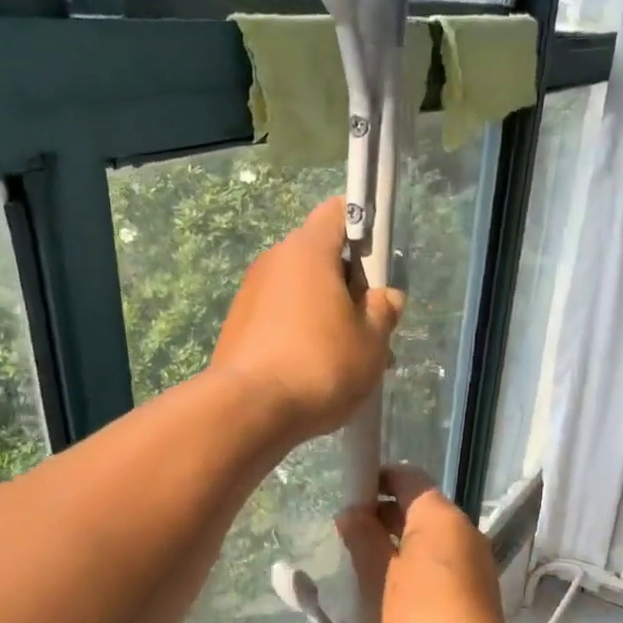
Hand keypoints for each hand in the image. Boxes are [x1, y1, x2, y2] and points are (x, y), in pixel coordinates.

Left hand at [211, 198, 403, 444]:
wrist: (249, 410)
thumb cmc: (320, 365)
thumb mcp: (371, 342)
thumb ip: (383, 312)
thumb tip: (385, 297)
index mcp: (308, 250)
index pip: (339, 212)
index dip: (364, 229)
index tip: (378, 264)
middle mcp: (274, 262)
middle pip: (320, 259)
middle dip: (349, 289)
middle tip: (371, 330)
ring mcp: (250, 295)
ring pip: (301, 295)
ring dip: (327, 318)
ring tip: (346, 364)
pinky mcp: (237, 328)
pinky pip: (279, 320)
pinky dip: (300, 337)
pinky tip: (314, 376)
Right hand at [336, 466, 510, 622]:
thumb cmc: (416, 613)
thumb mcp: (376, 574)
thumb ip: (361, 537)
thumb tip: (352, 513)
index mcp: (438, 515)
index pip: (406, 477)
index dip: (375, 480)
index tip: (348, 498)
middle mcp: (463, 527)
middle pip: (419, 507)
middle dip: (383, 516)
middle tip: (349, 534)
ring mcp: (475, 557)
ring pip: (429, 536)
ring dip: (398, 542)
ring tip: (365, 563)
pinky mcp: (477, 584)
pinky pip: (441, 559)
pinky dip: (416, 562)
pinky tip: (393, 587)